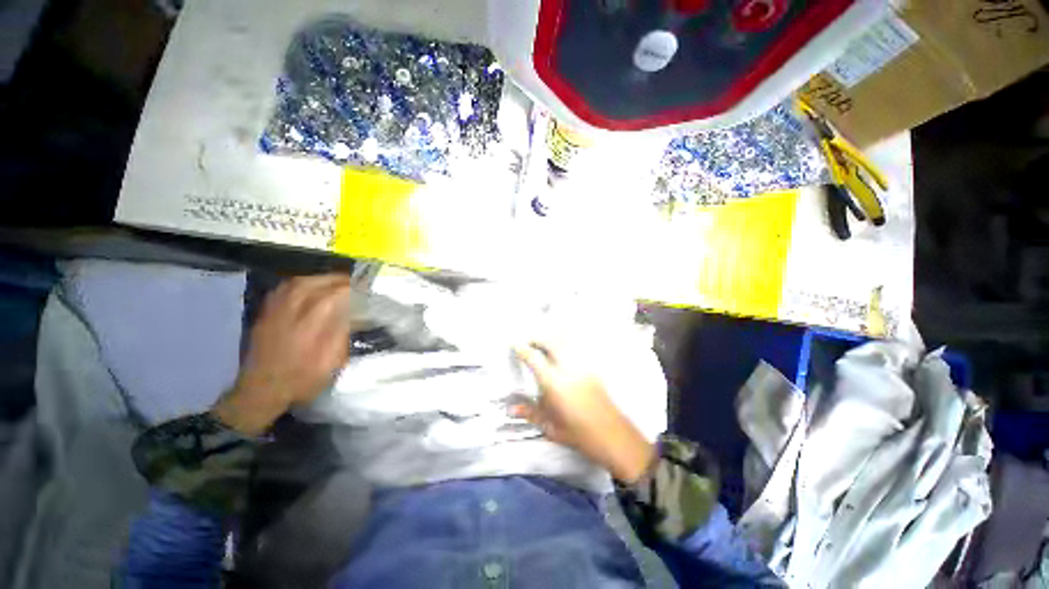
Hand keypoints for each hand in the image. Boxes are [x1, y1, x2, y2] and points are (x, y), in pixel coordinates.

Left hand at [213, 274, 353, 434]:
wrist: (261, 390)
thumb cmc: (302, 380)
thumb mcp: (330, 364)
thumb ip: (342, 336)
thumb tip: (354, 314)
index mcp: (310, 328)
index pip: (333, 297)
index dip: (351, 289)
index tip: (367, 287)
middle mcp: (291, 314)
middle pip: (315, 285)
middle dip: (338, 280)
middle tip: (356, 281)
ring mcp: (275, 312)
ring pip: (299, 283)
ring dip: (321, 278)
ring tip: (337, 281)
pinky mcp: (266, 313)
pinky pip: (284, 288)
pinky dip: (301, 282)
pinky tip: (311, 285)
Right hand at [513, 341, 655, 483]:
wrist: (611, 434)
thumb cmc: (578, 433)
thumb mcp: (550, 426)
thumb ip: (529, 413)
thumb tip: (511, 408)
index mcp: (553, 383)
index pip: (533, 357)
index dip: (521, 348)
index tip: (514, 343)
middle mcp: (567, 368)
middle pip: (550, 341)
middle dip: (536, 337)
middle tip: (527, 342)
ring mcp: (582, 365)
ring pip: (564, 340)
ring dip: (550, 338)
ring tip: (542, 343)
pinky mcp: (591, 367)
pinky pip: (575, 347)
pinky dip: (565, 343)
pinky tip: (561, 350)